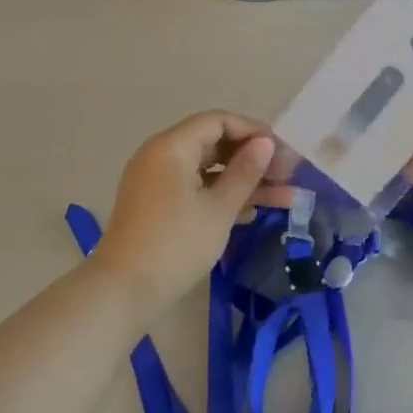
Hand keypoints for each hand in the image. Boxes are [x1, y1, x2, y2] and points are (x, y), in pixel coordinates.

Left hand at [96, 112, 293, 315]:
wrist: (123, 291)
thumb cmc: (176, 244)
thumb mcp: (219, 209)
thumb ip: (245, 172)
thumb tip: (265, 143)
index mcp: (172, 147)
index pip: (218, 121)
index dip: (253, 132)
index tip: (283, 152)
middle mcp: (161, 156)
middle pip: (214, 144)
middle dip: (253, 159)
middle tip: (289, 177)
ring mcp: (157, 182)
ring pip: (208, 170)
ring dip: (244, 181)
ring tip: (285, 198)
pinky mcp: (157, 205)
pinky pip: (195, 188)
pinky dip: (222, 196)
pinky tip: (253, 212)